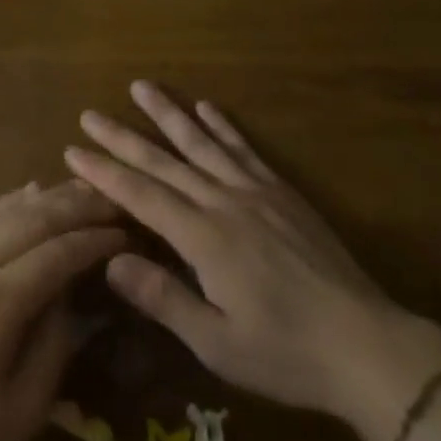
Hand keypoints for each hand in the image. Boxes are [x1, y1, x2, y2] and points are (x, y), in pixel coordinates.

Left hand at [0, 180, 124, 440]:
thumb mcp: (24, 407)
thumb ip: (56, 341)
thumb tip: (75, 291)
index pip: (57, 253)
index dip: (94, 240)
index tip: (127, 233)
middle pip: (34, 218)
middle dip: (78, 206)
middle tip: (114, 201)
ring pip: (7, 210)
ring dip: (49, 197)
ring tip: (84, 190)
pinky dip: (14, 202)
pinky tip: (33, 193)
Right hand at [65, 82, 440, 440]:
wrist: (367, 345)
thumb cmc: (286, 353)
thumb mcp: (218, 345)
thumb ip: (163, 299)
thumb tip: (110, 261)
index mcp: (203, 239)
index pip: (141, 196)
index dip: (105, 172)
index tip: (73, 150)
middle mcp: (223, 203)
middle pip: (164, 161)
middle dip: (123, 137)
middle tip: (91, 113)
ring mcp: (255, 192)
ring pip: (201, 143)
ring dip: (168, 113)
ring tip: (141, 86)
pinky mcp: (282, 192)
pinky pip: (244, 149)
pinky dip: (222, 125)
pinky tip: (206, 106)